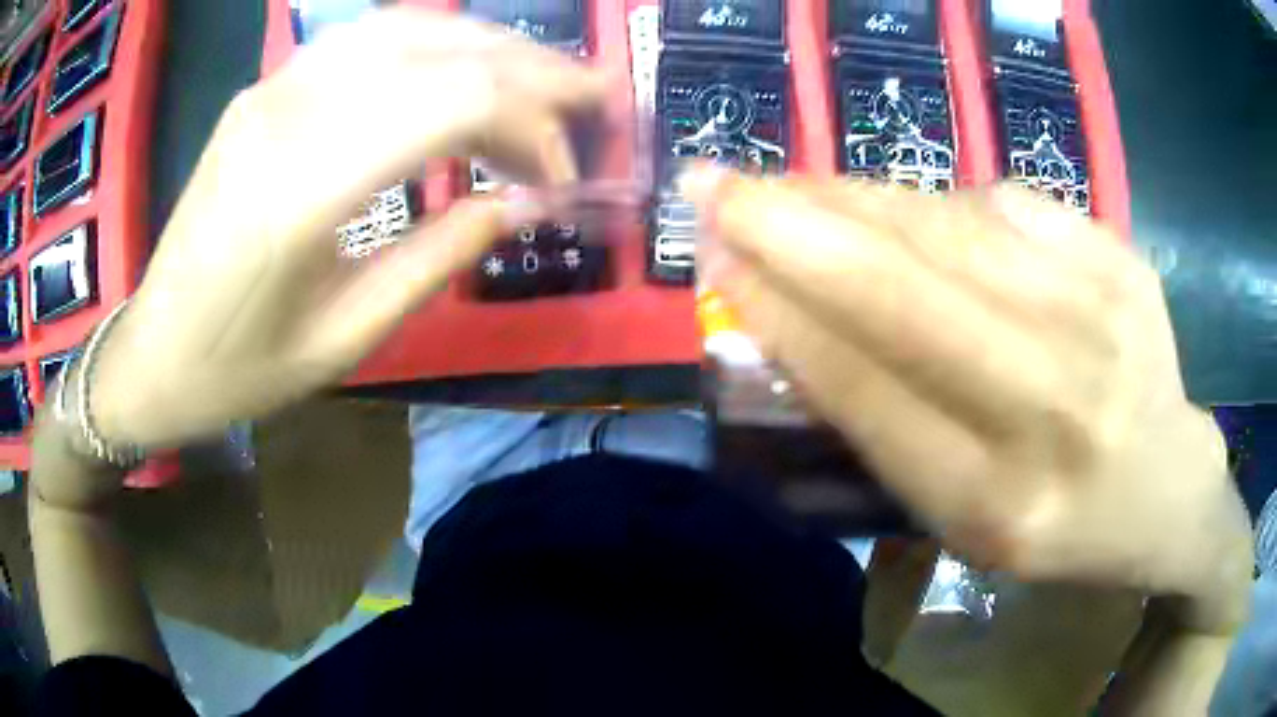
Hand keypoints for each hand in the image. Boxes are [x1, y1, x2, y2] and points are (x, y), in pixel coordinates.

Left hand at [83, 9, 603, 448]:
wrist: (152, 352)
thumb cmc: (238, 369)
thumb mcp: (343, 341)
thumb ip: (437, 260)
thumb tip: (523, 205)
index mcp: (301, 193)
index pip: (453, 104)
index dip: (533, 122)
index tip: (566, 171)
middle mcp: (286, 117)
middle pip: (438, 50)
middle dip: (530, 68)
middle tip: (591, 95)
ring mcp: (271, 90)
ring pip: (405, 28)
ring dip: (486, 44)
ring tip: (539, 77)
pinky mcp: (264, 89)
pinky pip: (363, 39)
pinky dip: (431, 43)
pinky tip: (459, 69)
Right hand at [683, 168, 1251, 634]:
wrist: (1168, 489)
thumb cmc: (1060, 522)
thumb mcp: (963, 520)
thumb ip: (887, 426)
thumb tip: (793, 312)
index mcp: (998, 505)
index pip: (867, 389)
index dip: (781, 313)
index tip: (716, 258)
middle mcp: (1055, 408)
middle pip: (905, 292)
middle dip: (791, 228)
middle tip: (712, 183)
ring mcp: (1101, 316)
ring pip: (950, 226)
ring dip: (853, 199)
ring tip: (791, 186)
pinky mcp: (1121, 254)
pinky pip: (1005, 201)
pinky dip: (939, 201)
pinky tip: (913, 213)